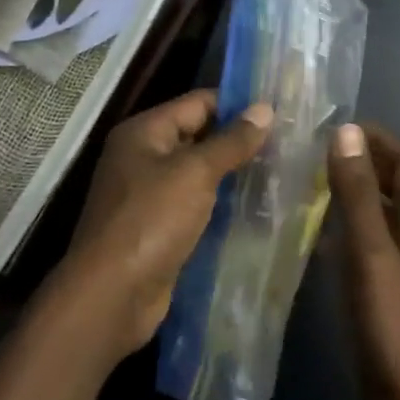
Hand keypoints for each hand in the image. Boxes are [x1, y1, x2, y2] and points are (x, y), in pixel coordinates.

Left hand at [49, 89, 272, 362]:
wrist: (112, 296)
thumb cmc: (151, 221)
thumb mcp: (195, 173)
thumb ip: (231, 141)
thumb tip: (265, 108)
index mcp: (144, 132)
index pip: (197, 103)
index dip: (237, 105)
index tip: (279, 111)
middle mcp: (143, 157)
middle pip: (198, 136)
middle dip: (238, 141)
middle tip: (287, 143)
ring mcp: (148, 195)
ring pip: (199, 174)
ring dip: (233, 174)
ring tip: (280, 172)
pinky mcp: (158, 228)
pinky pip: (196, 205)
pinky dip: (221, 204)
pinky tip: (256, 208)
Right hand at [326, 123, 399, 399]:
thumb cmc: (393, 325)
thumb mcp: (371, 254)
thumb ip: (359, 193)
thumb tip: (347, 132)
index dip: (374, 138)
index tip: (333, 126)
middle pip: (399, 182)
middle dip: (364, 161)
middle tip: (317, 151)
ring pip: (388, 211)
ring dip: (358, 192)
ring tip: (315, 181)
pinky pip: (379, 239)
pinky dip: (356, 224)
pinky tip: (324, 230)